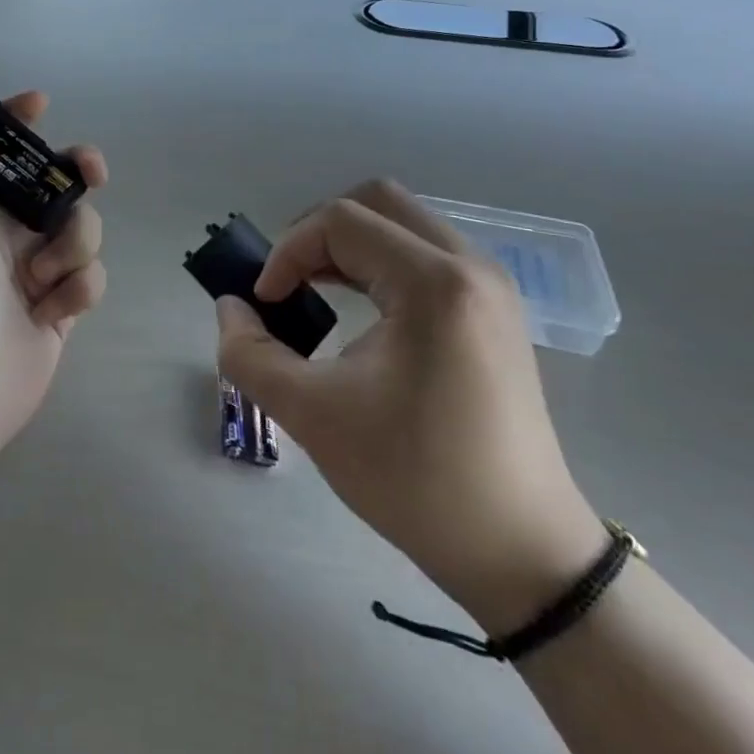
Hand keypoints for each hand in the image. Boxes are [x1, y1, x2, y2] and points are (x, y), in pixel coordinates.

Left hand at [0, 92, 106, 465]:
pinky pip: (89, 276)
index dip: (17, 122)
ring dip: (71, 246)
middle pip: (56, 182)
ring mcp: (36, 268)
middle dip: (79, 171)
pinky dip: (76, 290)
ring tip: (39, 279)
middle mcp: (5, 230)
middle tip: (91, 173)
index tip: (42, 104)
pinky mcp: (61, 305)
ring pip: (82, 228)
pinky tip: (48, 313)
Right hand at [216, 180, 604, 635]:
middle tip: (288, 282)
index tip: (266, 305)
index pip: (340, 222)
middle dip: (317, 233)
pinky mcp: (494, 309)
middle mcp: (470, 267)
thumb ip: (250, 355)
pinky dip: (380, 262)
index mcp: (434, 283)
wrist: (521, 552)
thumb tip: (231, 308)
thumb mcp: (313, 417)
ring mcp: (490, 286)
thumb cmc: (416, 480)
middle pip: (376, 201)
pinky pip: (426, 253)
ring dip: (350, 245)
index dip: (288, 252)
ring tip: (315, 291)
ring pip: (403, 224)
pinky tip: (358, 307)